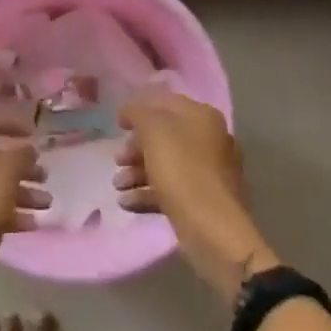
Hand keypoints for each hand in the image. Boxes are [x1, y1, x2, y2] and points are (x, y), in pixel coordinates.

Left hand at [0, 116, 49, 301]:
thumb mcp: (6, 172)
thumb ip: (20, 154)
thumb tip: (26, 150)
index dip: (9, 124)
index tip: (33, 134)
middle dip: (21, 165)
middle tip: (44, 175)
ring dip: (21, 191)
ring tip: (46, 203)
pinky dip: (10, 212)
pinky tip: (32, 224)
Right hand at [115, 90, 276, 303]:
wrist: (212, 228)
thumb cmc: (182, 170)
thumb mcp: (154, 132)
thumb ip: (138, 113)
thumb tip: (130, 110)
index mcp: (202, 117)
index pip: (164, 102)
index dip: (138, 109)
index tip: (117, 124)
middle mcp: (208, 139)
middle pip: (163, 136)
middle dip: (135, 148)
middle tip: (117, 160)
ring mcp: (207, 171)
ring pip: (165, 164)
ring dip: (137, 173)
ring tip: (118, 186)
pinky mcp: (201, 199)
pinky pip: (170, 189)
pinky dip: (147, 193)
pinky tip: (127, 203)